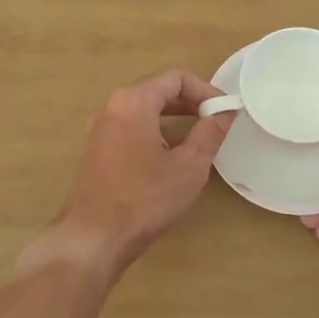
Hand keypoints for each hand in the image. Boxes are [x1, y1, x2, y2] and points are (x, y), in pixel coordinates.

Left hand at [34, 69, 234, 280]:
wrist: (93, 239)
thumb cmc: (144, 198)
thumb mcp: (189, 165)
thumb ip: (210, 132)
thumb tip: (224, 113)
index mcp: (132, 102)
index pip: (175, 78)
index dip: (205, 90)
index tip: (225, 111)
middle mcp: (111, 108)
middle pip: (157, 91)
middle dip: (190, 104)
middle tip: (216, 123)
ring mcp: (100, 131)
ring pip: (144, 113)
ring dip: (174, 121)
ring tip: (199, 141)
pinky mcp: (97, 153)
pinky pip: (132, 131)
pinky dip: (156, 135)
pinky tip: (172, 160)